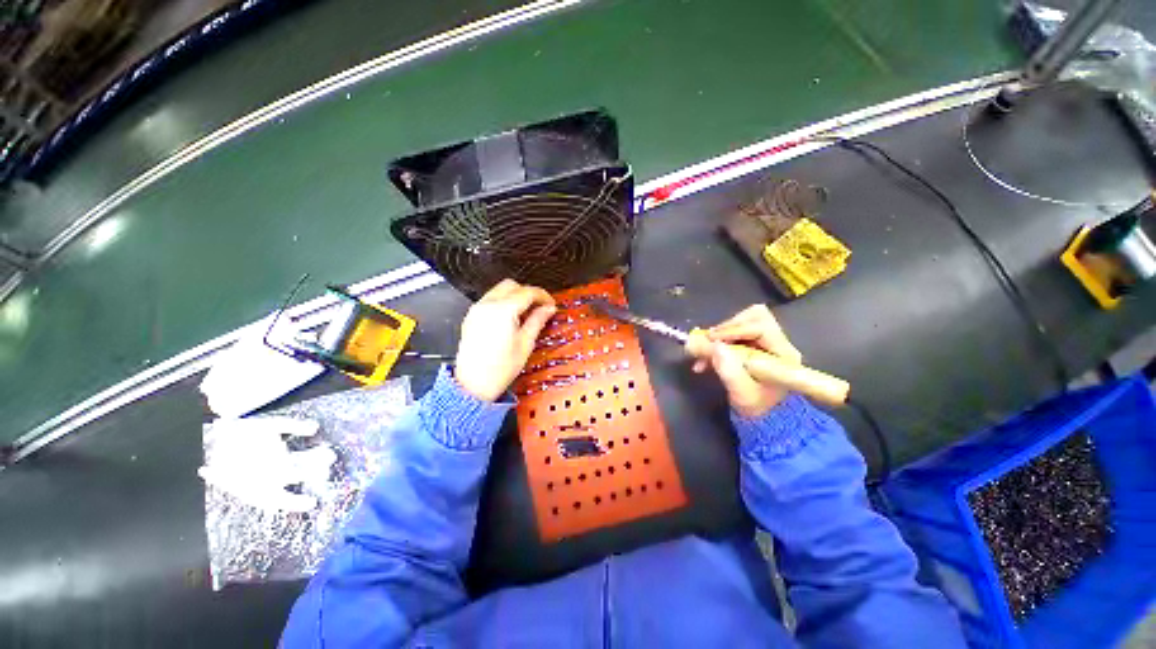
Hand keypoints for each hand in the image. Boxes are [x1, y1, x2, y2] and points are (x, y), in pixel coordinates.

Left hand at [455, 279, 556, 401]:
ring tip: (526, 314)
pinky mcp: (471, 316)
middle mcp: (487, 304)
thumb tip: (548, 308)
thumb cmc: (502, 367)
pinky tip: (511, 318)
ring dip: (515, 296)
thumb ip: (537, 320)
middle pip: (512, 286)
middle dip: (528, 293)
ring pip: (499, 290)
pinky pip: (490, 300)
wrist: (473, 385)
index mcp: (503, 310)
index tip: (551, 305)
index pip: (527, 292)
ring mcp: (477, 309)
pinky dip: (502, 302)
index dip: (543, 296)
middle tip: (540, 308)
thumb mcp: (526, 343)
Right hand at [689, 305, 802, 417]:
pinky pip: (733, 334)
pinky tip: (705, 360)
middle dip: (726, 329)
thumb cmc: (757, 408)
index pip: (760, 326)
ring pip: (741, 323)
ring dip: (719, 336)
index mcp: (782, 353)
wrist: (763, 419)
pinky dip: (716, 343)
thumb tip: (714, 345)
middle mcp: (777, 343)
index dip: (733, 329)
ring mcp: (765, 343)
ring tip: (703, 354)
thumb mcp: (742, 393)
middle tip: (708, 342)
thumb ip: (728, 370)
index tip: (711, 339)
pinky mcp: (753, 346)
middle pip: (752, 318)